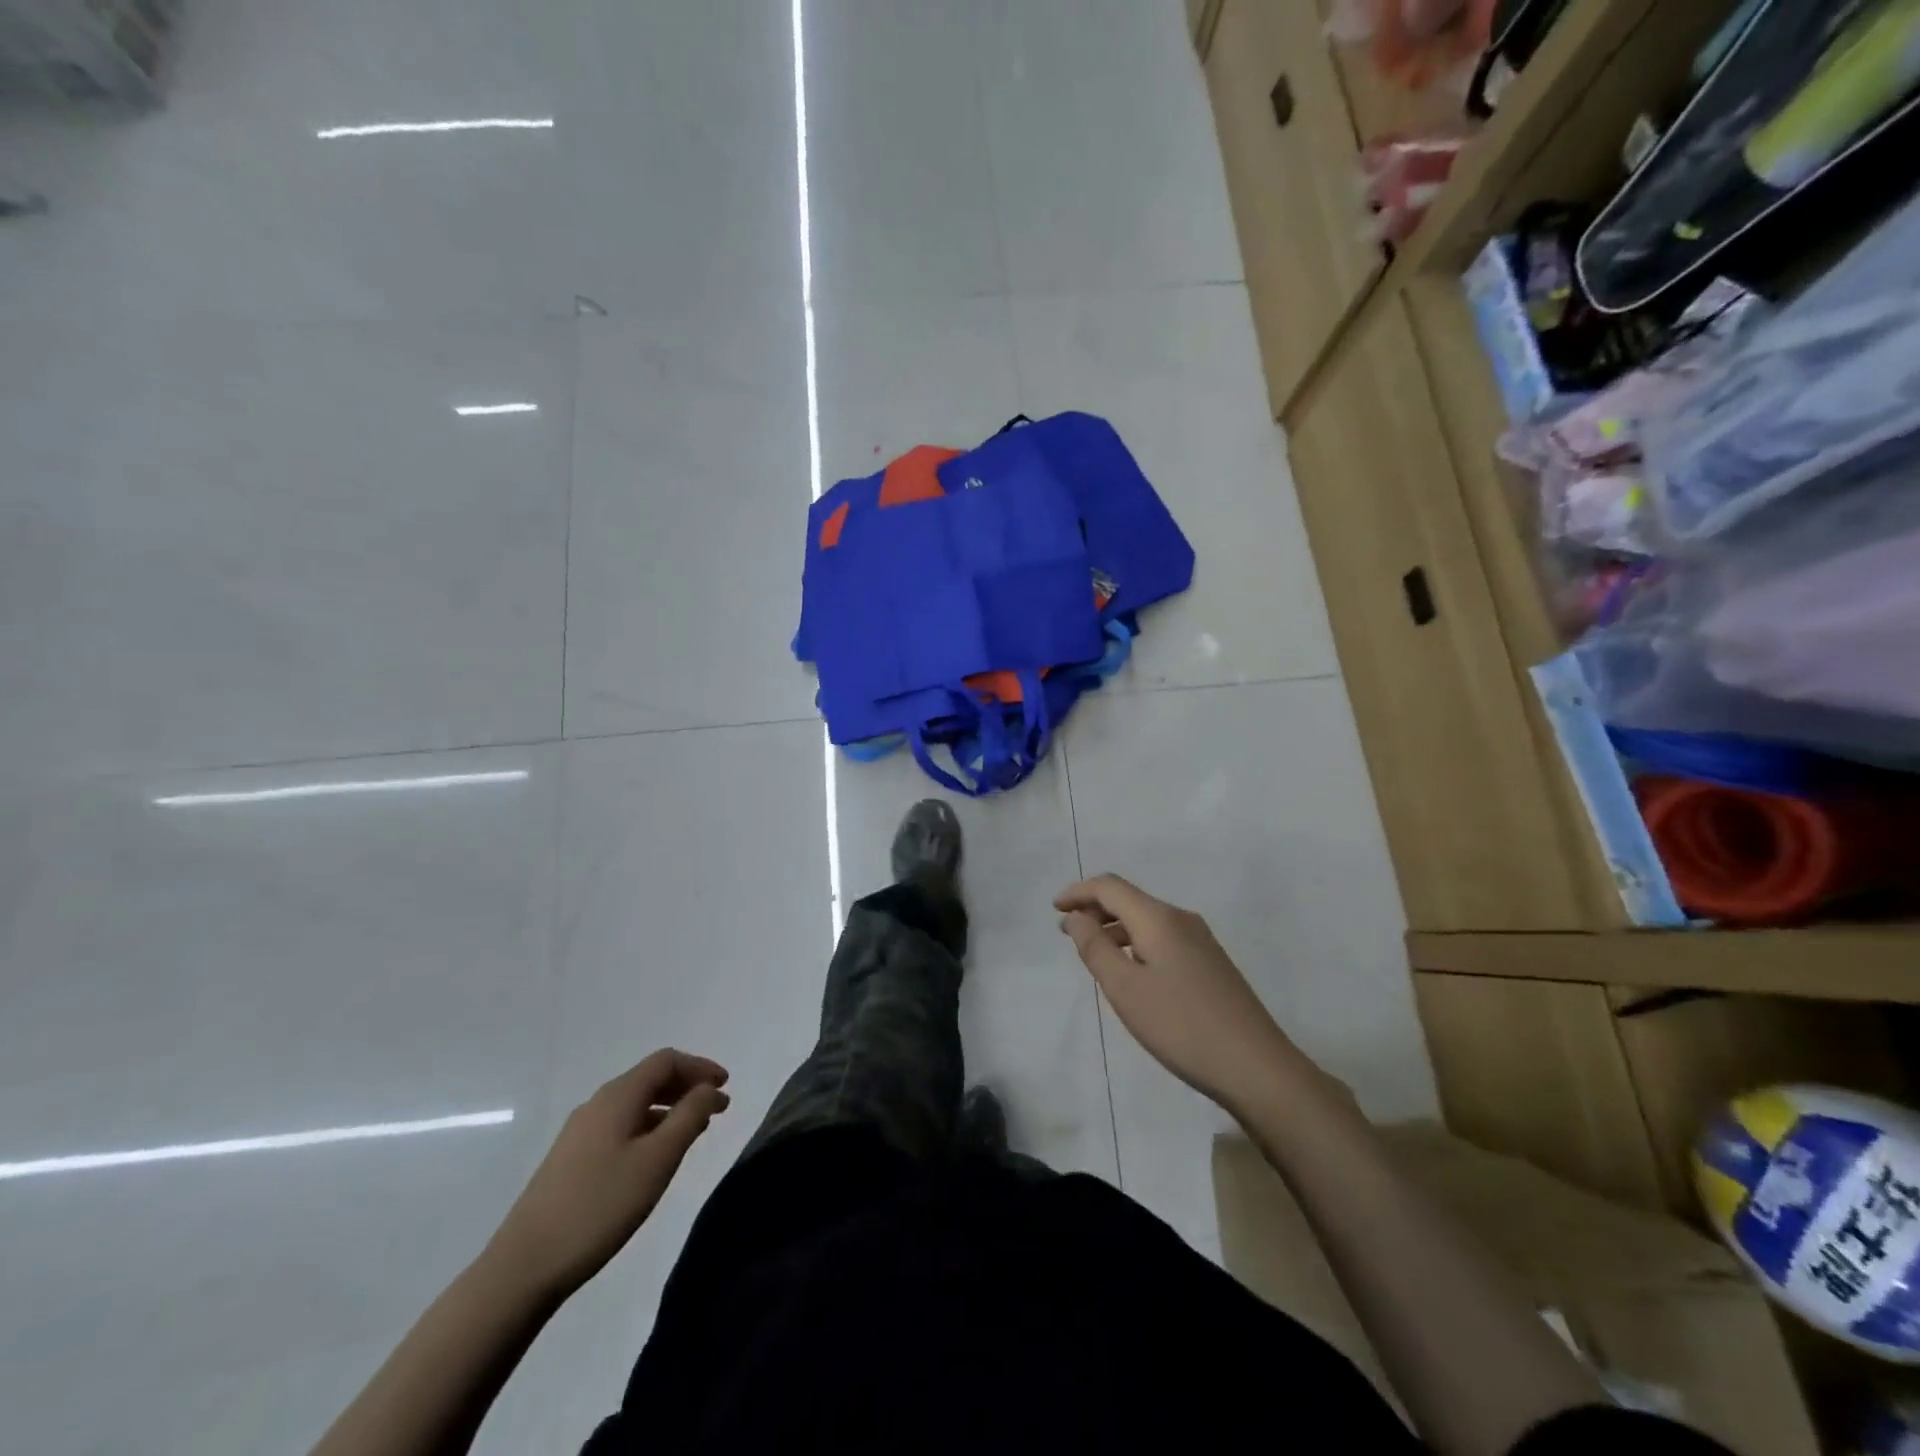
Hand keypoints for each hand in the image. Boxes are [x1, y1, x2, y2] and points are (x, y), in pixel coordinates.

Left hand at [487, 1049, 730, 1298]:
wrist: (523, 1267)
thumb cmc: (600, 1206)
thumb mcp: (657, 1160)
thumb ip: (689, 1117)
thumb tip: (709, 1089)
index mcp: (618, 1096)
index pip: (666, 1061)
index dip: (700, 1067)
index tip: (726, 1086)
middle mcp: (597, 1104)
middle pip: (650, 1078)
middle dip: (687, 1086)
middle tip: (718, 1108)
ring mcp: (580, 1132)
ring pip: (635, 1103)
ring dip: (669, 1108)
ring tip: (693, 1131)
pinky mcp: (570, 1159)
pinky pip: (620, 1125)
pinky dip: (648, 1126)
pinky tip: (655, 1156)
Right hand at [1056, 876, 1295, 1114]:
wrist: (1256, 1067)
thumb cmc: (1181, 1026)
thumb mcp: (1125, 989)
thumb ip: (1095, 947)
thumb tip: (1077, 916)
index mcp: (1159, 919)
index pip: (1110, 887)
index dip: (1079, 892)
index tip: (1054, 908)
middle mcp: (1181, 919)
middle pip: (1130, 899)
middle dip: (1095, 909)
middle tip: (1067, 932)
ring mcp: (1201, 941)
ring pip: (1147, 920)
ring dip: (1115, 927)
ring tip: (1093, 952)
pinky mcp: (1211, 963)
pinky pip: (1162, 938)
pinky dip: (1136, 942)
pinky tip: (1131, 971)